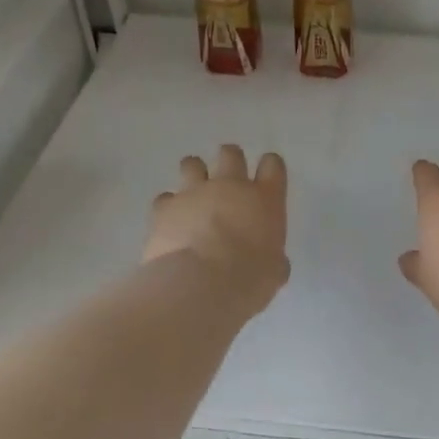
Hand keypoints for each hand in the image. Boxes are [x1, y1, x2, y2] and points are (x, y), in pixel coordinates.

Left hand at [144, 145, 289, 309]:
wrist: (199, 285)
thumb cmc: (248, 279)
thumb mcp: (274, 270)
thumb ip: (273, 256)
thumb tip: (271, 261)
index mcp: (265, 198)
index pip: (272, 164)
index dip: (269, 168)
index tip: (266, 180)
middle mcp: (230, 186)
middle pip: (231, 154)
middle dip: (230, 162)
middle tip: (227, 182)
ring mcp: (194, 192)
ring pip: (192, 163)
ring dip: (194, 175)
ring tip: (194, 195)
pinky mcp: (164, 207)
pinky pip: (165, 198)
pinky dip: (169, 207)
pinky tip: (171, 223)